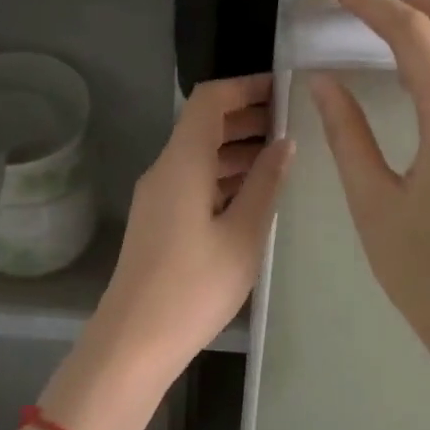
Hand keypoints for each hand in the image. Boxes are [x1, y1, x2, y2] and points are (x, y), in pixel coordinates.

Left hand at [89, 73, 293, 389]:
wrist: (134, 341)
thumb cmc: (194, 287)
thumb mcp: (243, 235)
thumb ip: (266, 184)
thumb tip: (285, 143)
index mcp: (182, 163)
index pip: (210, 100)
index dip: (246, 87)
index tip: (285, 91)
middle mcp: (165, 170)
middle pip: (204, 125)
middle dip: (248, 118)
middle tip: (295, 125)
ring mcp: (158, 197)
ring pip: (200, 155)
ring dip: (238, 149)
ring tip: (284, 159)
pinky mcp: (158, 221)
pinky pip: (193, 181)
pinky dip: (224, 176)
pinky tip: (255, 194)